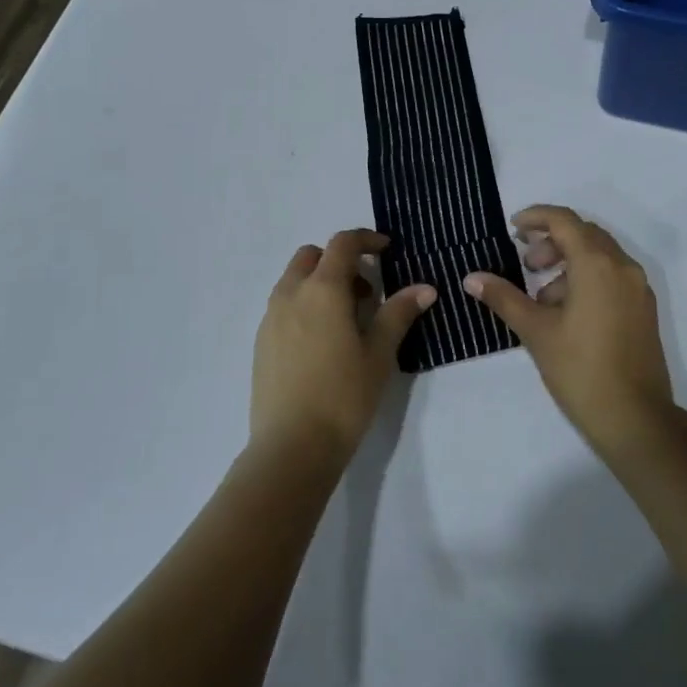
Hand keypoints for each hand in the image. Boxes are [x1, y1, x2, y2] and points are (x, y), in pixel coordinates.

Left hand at [251, 229, 435, 462]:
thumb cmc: (343, 396)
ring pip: (294, 280)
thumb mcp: (379, 354)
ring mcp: (270, 319)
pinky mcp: (261, 343)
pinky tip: (323, 341)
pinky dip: (305, 304)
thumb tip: (424, 288)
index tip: (386, 250)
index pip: (342, 244)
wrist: (292, 447)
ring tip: (347, 318)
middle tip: (366, 290)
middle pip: (312, 256)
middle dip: (339, 260)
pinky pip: (284, 305)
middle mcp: (291, 295)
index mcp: (322, 290)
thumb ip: (399, 313)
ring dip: (321, 282)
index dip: (366, 239)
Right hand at [462, 205, 675, 458]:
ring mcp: (638, 288)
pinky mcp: (644, 309)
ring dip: (568, 262)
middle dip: (551, 242)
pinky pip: (612, 276)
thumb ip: (504, 297)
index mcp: (597, 264)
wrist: (635, 417)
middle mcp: (623, 266)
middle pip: (584, 234)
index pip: (564, 220)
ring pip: (599, 256)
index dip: (536, 217)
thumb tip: (472, 278)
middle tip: (526, 265)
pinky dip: (586, 279)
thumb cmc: (580, 369)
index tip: (513, 228)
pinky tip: (566, 312)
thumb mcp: (535, 330)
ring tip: (542, 297)